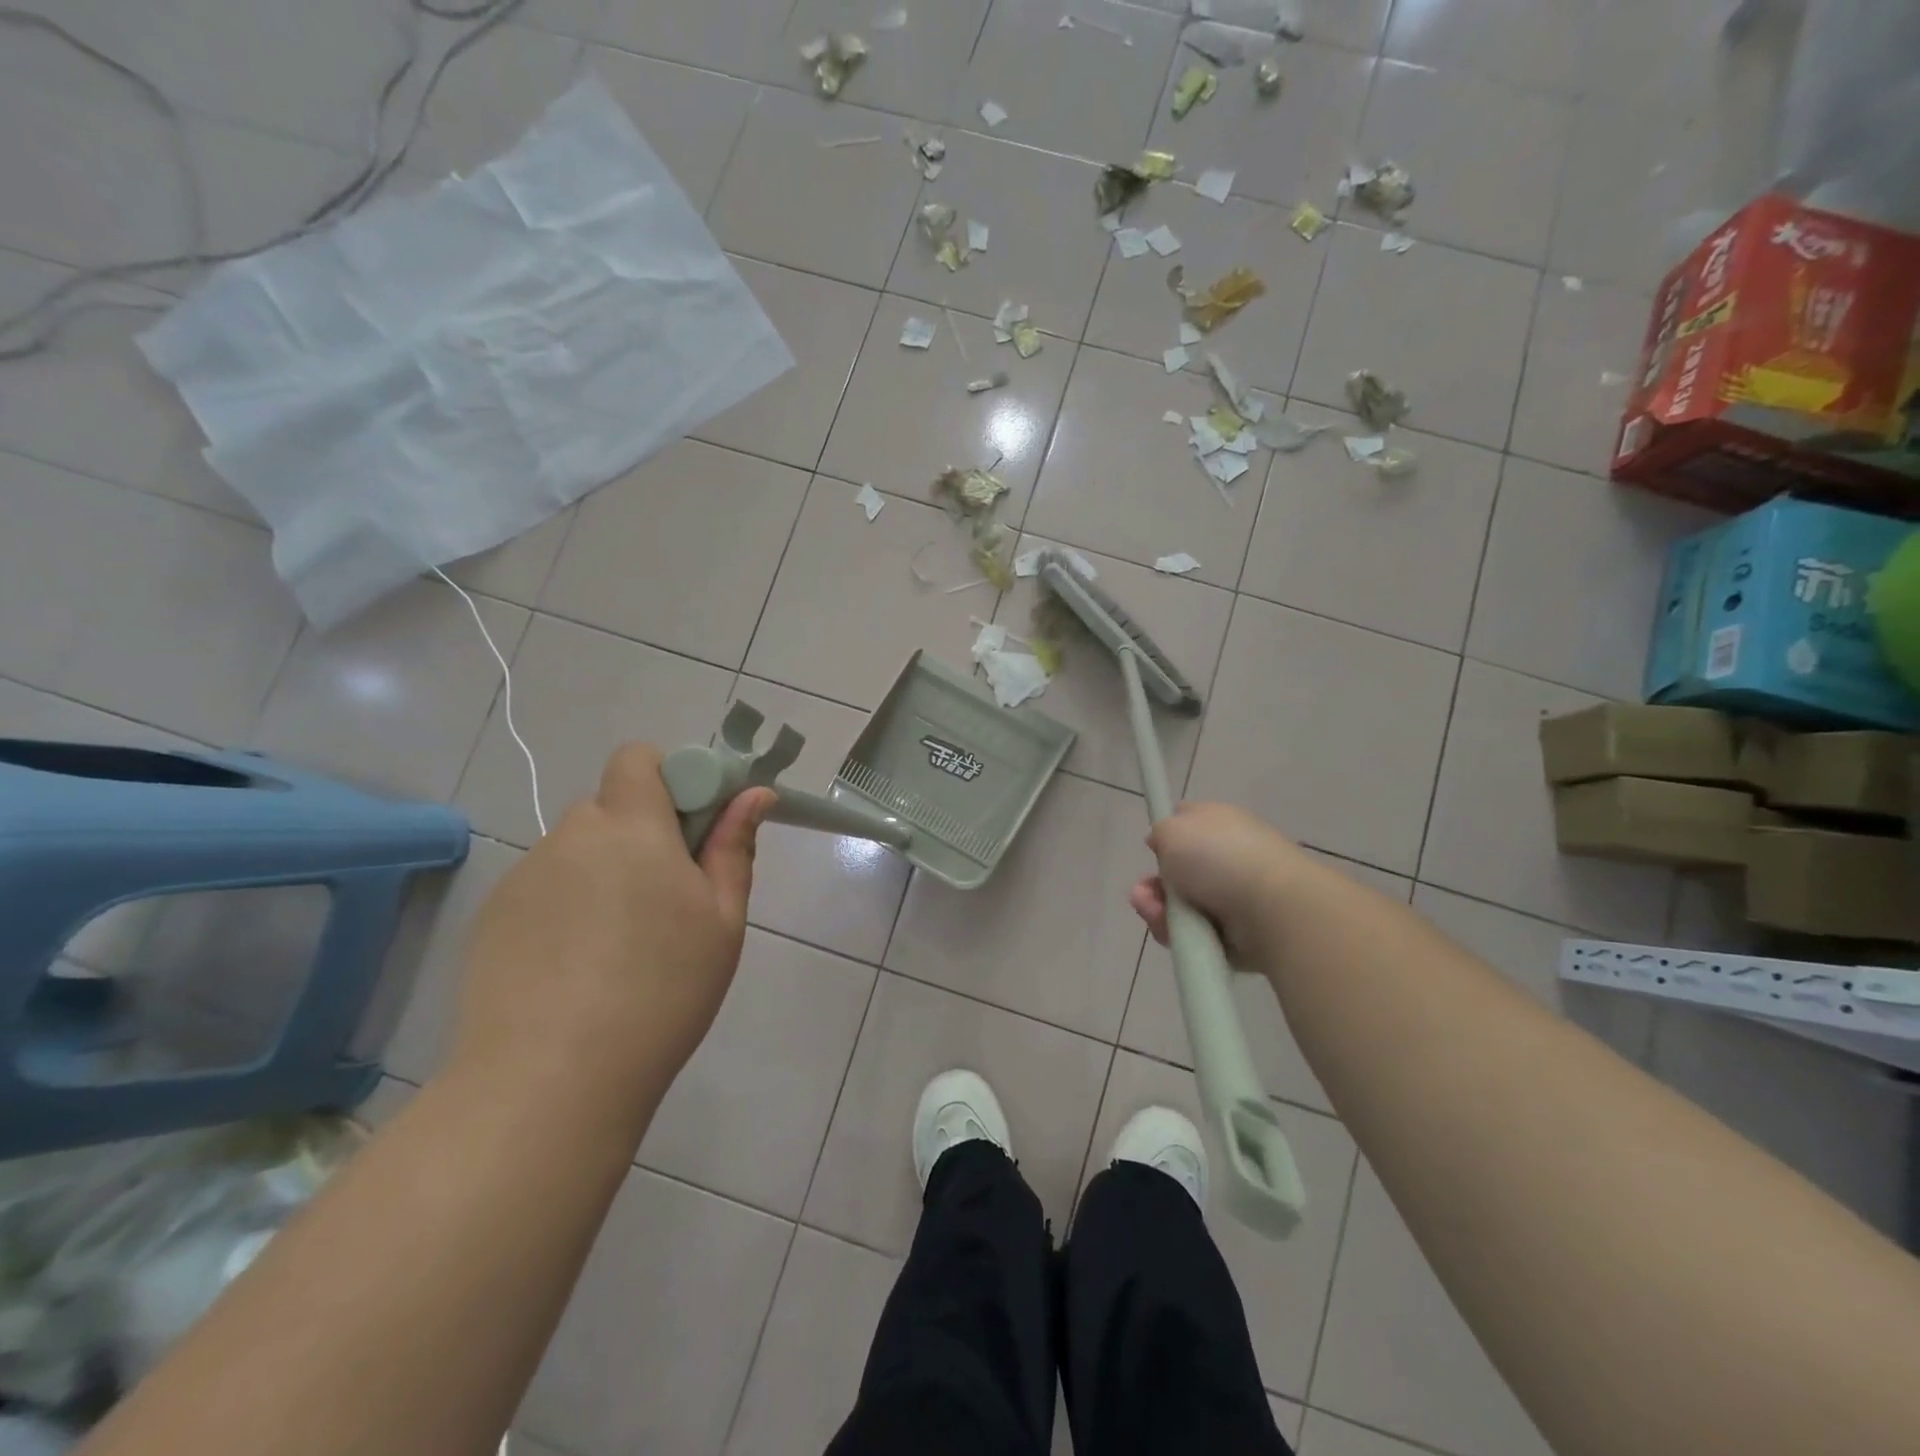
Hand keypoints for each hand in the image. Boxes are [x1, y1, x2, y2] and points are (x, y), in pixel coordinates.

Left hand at [448, 743, 773, 1122]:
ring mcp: (523, 877)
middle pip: (610, 806)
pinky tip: (577, 967)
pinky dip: (567, 905)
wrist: (551, 1081)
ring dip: (604, 870)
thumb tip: (755, 794)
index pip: (639, 758)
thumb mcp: (722, 920)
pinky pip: (543, 887)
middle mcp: (570, 837)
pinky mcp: (492, 917)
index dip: (671, 778)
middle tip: (667, 896)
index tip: (694, 830)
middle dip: (641, 832)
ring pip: (576, 850)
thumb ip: (734, 847)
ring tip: (620, 944)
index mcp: (631, 827)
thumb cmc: (662, 990)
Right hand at [1128, 801, 1313, 963]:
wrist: (1270, 908)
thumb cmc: (1219, 857)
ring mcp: (1236, 895)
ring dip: (1160, 911)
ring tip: (1157, 915)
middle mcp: (1230, 856)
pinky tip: (1175, 933)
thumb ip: (1161, 832)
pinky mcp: (1239, 932)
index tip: (1152, 849)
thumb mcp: (1172, 828)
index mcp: (1221, 822)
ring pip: (1182, 905)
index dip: (1167, 835)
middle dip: (1155, 884)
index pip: (1189, 822)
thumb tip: (1164, 844)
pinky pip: (1197, 932)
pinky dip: (1182, 934)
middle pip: (1179, 871)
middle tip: (1144, 893)